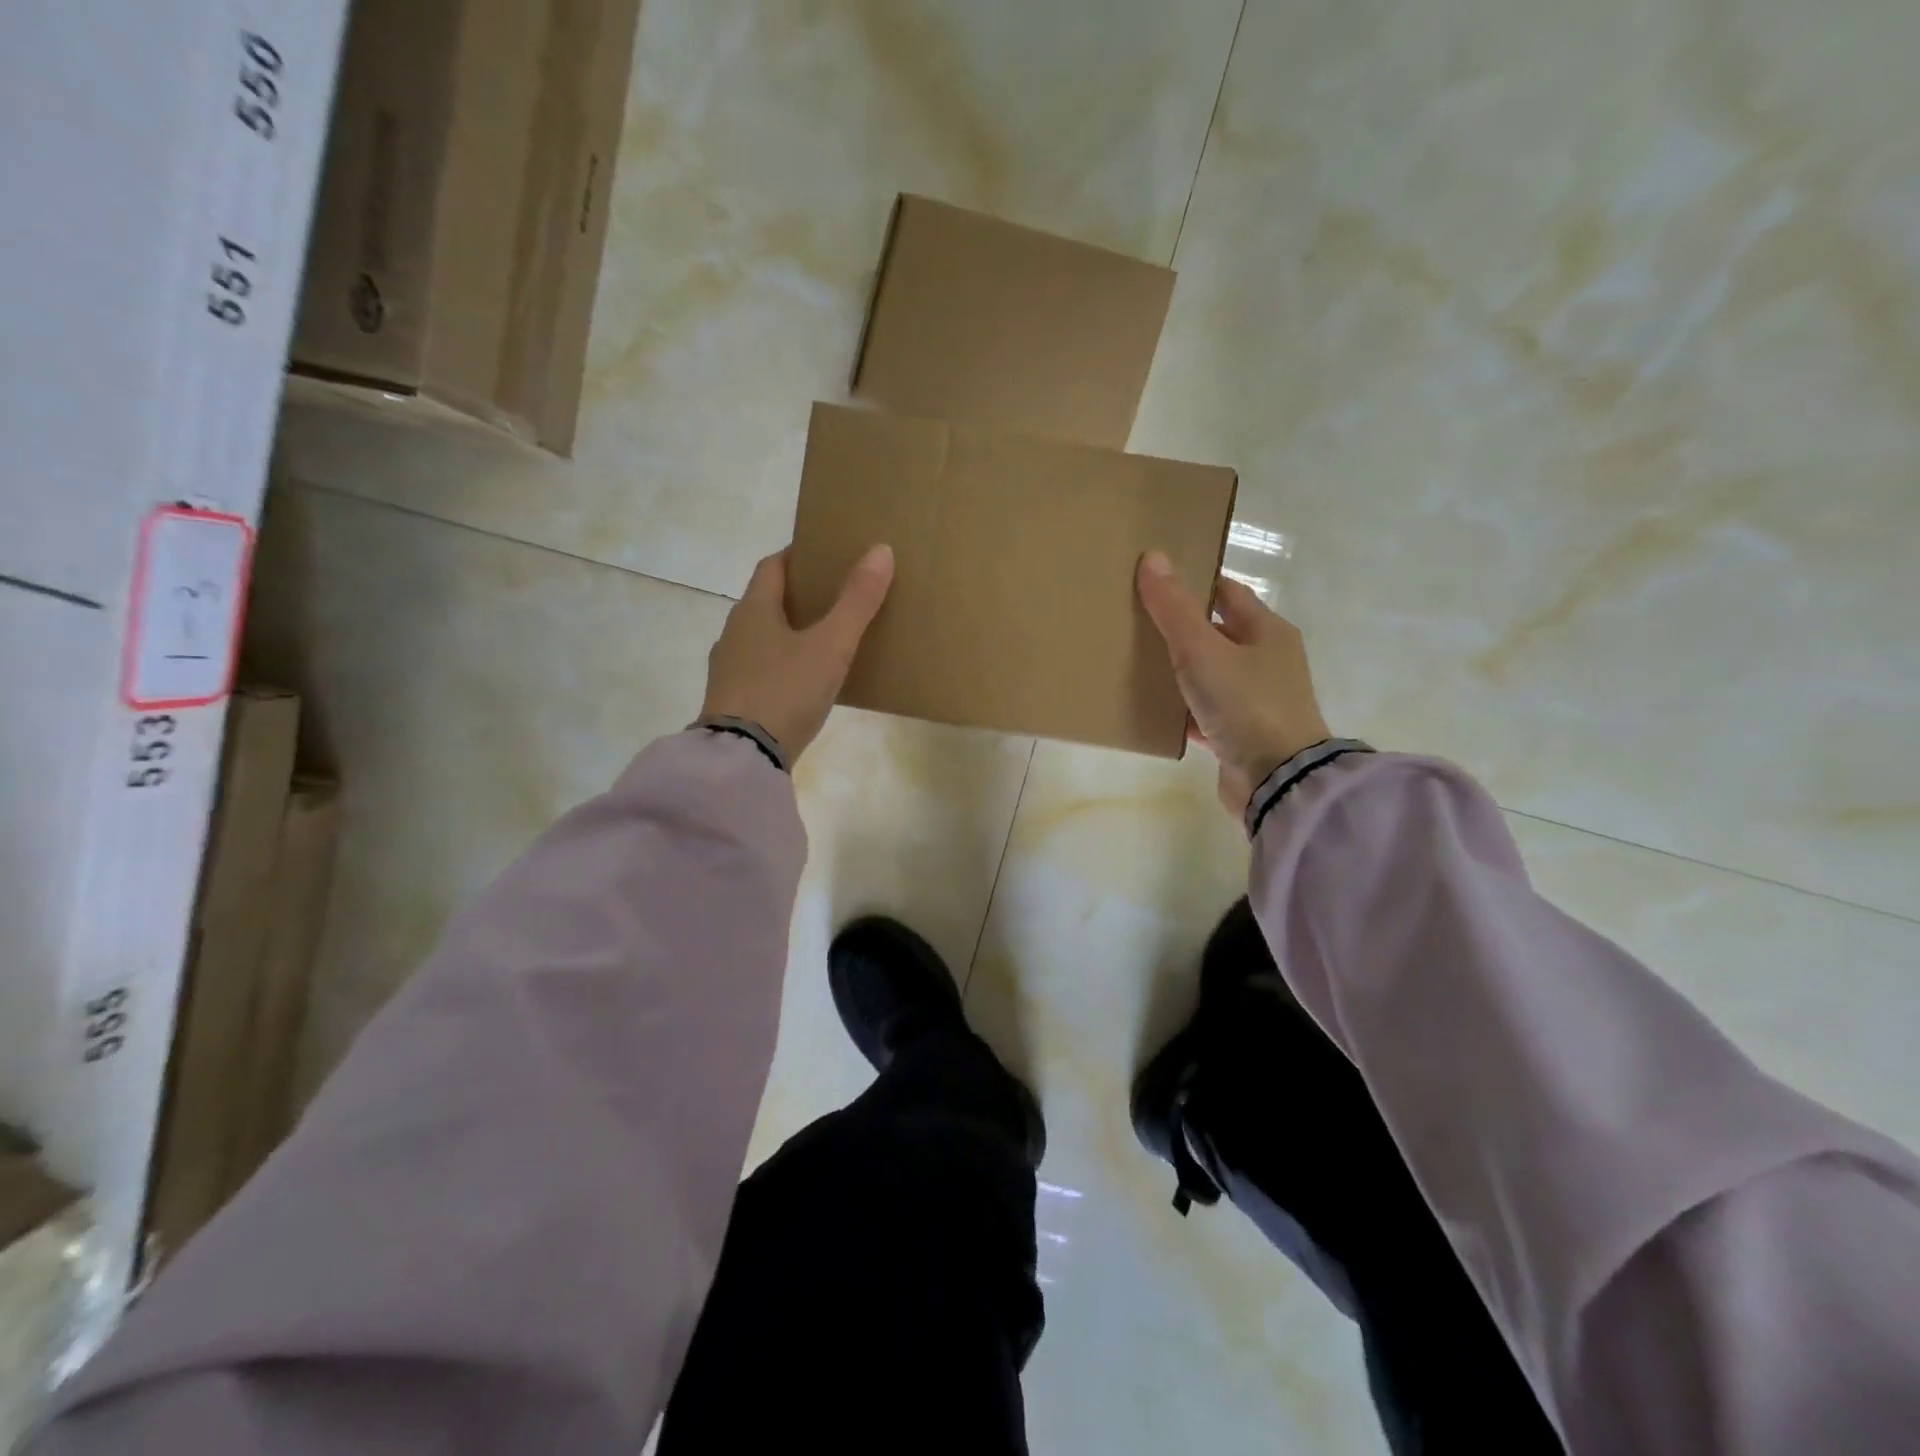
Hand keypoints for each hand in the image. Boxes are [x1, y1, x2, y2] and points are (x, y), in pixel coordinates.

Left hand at [702, 544, 894, 763]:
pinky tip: (806, 682)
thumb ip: (856, 601)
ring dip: (789, 633)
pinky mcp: (733, 701)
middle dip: (798, 596)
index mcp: (753, 610)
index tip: (826, 555)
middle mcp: (734, 633)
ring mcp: (729, 670)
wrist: (742, 757)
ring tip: (826, 640)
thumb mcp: (830, 645)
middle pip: (767, 602)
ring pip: (763, 638)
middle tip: (836, 597)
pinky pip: (762, 670)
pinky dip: (783, 666)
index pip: (773, 566)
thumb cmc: (785, 690)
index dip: (798, 556)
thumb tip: (881, 550)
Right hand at [1136, 551, 1331, 815]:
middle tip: (1134, 621)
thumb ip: (1175, 609)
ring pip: (1208, 676)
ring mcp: (1255, 701)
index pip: (1226, 593)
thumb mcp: (1203, 651)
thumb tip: (1153, 557)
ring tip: (1133, 664)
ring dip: (1177, 671)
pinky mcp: (1241, 736)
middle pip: (1216, 634)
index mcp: (1267, 631)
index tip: (1153, 580)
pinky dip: (1181, 711)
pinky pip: (1204, 713)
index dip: (1193, 583)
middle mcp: (1266, 662)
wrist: (1277, 781)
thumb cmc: (1246, 704)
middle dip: (1178, 628)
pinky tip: (1151, 710)